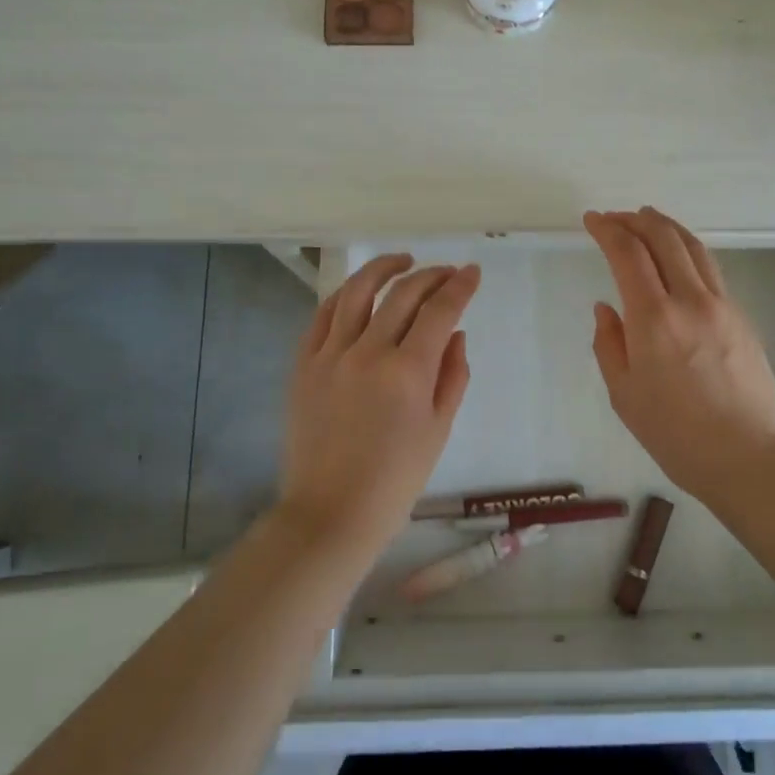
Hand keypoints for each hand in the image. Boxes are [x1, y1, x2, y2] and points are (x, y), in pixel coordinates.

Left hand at [278, 254, 479, 559]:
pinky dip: (345, 295)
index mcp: (408, 372)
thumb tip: (454, 334)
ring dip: (383, 268)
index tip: (471, 273)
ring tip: (402, 261)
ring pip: (358, 292)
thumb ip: (452, 375)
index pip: (440, 311)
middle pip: (403, 294)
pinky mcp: (303, 365)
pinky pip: (323, 315)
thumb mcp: (438, 430)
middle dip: (431, 276)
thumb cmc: (395, 480)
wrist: (330, 513)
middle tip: (447, 273)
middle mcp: (368, 352)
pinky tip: (359, 291)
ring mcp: (330, 355)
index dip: (459, 286)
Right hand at [584, 208, 774, 500]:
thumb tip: (607, 309)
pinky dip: (687, 249)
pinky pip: (710, 268)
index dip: (607, 230)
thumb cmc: (677, 436)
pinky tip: (678, 257)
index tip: (592, 220)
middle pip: (663, 238)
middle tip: (614, 216)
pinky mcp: (742, 316)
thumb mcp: (625, 396)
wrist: (752, 458)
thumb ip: (609, 345)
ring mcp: (722, 305)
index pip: (627, 254)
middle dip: (635, 219)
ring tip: (647, 218)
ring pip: (693, 247)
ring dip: (666, 226)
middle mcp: (690, 300)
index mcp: (654, 319)